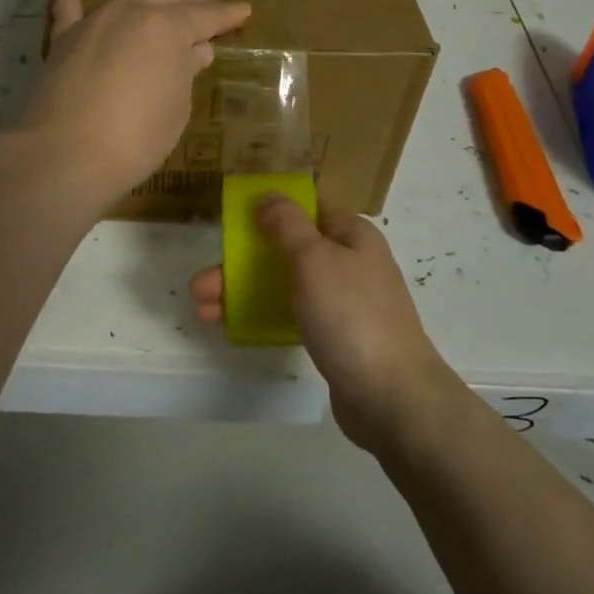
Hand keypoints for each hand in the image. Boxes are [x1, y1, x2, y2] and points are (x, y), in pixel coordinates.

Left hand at [21, 0, 250, 203]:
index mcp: (168, 28)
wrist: (69, 153)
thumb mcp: (176, 106)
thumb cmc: (138, 135)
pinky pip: (68, 11)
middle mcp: (132, 14)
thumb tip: (195, 51)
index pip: (205, 17)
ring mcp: (95, 24)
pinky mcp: (63, 42)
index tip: (244, 9)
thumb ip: (184, 72)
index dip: (226, 15)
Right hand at [189, 195, 456, 451]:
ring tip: (202, 309)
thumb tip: (269, 196)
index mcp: (352, 235)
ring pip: (286, 286)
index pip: (308, 210)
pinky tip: (232, 328)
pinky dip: (264, 317)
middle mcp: (350, 263)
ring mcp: (344, 303)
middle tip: (201, 283)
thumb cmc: (351, 315)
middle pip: (288, 251)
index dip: (271, 211)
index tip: (234, 222)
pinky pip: (294, 317)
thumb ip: (287, 225)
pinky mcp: (337, 338)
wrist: (392, 397)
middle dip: (242, 263)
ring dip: (243, 293)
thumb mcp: (314, 259)